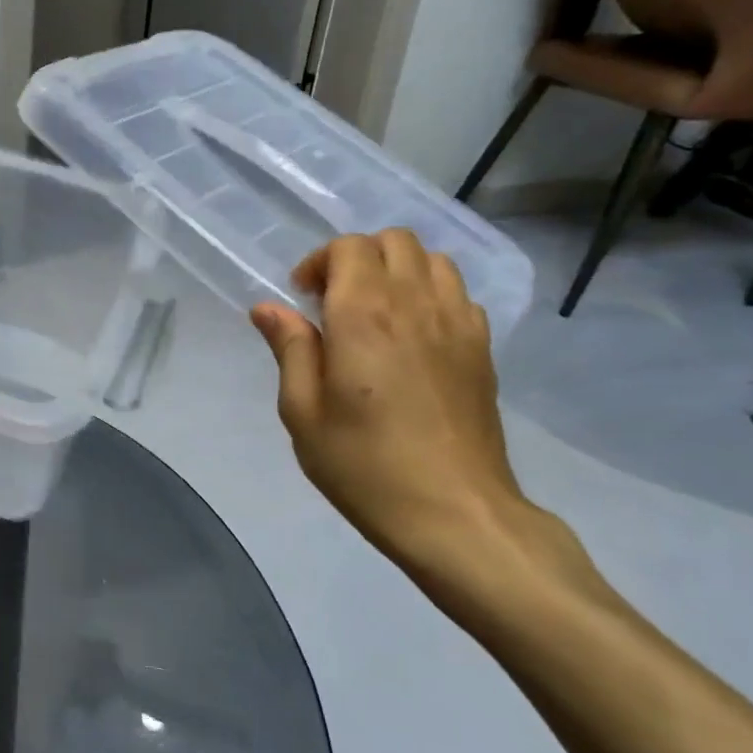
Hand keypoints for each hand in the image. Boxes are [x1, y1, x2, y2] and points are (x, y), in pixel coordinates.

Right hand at [250, 230, 600, 616]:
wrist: (455, 512)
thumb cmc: (364, 464)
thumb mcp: (302, 412)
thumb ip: (289, 349)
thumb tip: (269, 307)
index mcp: (365, 315)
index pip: (350, 247)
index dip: (320, 261)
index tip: (303, 298)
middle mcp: (416, 304)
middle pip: (395, 240)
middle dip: (358, 257)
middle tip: (334, 301)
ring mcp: (458, 324)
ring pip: (433, 260)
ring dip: (397, 270)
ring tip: (374, 312)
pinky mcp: (483, 348)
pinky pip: (458, 293)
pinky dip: (431, 294)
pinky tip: (412, 335)